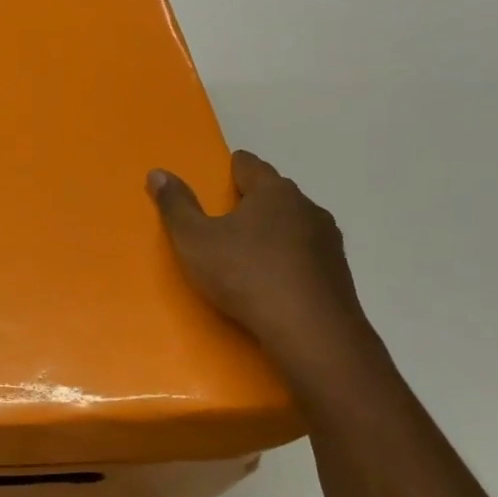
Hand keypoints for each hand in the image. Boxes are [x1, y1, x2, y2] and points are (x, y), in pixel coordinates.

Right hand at [149, 149, 367, 363]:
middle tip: (226, 220)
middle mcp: (307, 207)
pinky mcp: (339, 273)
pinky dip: (290, 259)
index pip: (250, 164)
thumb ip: (176, 206)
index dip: (231, 168)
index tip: (219, 179)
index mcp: (273, 191)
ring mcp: (328, 241)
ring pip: (295, 224)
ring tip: (250, 253)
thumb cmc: (245, 275)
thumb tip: (158, 172)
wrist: (310, 331)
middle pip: (275, 193)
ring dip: (274, 232)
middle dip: (253, 201)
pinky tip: (274, 281)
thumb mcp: (195, 241)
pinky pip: (307, 255)